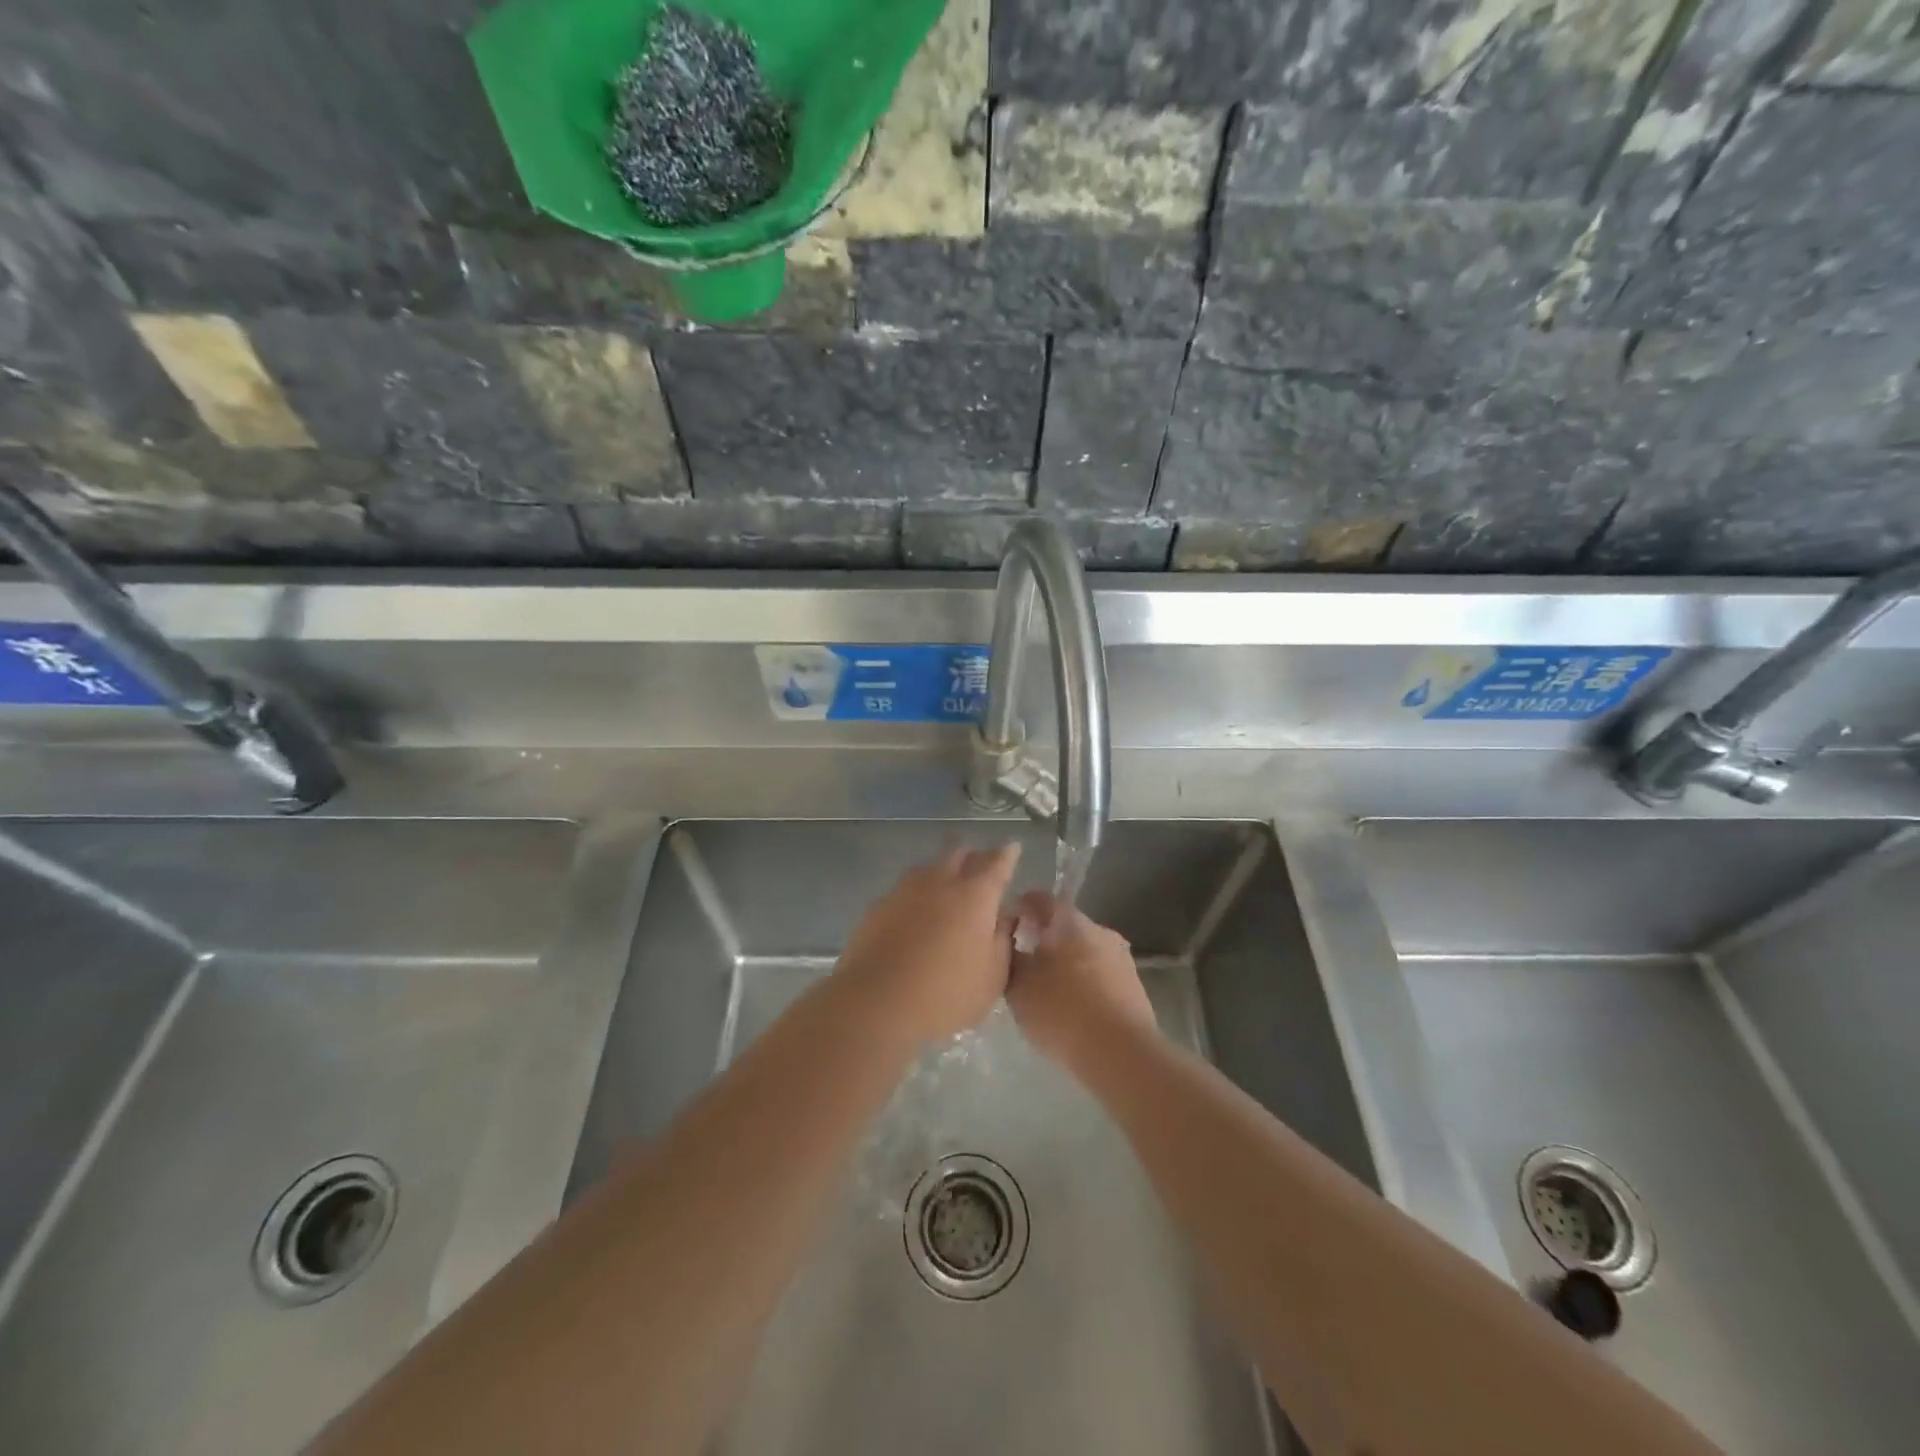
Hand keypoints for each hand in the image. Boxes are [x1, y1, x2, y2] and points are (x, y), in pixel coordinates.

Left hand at [834, 844, 1020, 1046]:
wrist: (876, 1002)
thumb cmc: (946, 993)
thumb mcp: (993, 976)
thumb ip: (1003, 939)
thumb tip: (1004, 916)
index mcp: (975, 895)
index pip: (997, 863)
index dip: (1008, 854)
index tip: (1013, 848)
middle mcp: (941, 881)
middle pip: (959, 853)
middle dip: (973, 856)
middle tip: (980, 867)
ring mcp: (906, 890)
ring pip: (930, 867)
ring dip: (943, 871)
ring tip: (948, 887)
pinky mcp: (879, 905)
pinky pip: (906, 888)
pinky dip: (918, 894)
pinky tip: (917, 912)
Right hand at [1006, 893, 1156, 1075]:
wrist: (1121, 1053)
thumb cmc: (1061, 1011)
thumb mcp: (1018, 987)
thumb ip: (1010, 959)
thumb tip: (1012, 945)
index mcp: (1068, 920)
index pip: (1038, 899)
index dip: (1019, 909)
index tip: (1005, 930)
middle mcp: (1098, 929)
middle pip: (1063, 925)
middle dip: (1043, 940)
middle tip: (1022, 965)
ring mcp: (1120, 956)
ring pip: (1083, 951)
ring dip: (1065, 964)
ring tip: (1047, 993)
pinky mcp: (1134, 985)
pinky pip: (1100, 975)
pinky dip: (1084, 984)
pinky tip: (1073, 1010)